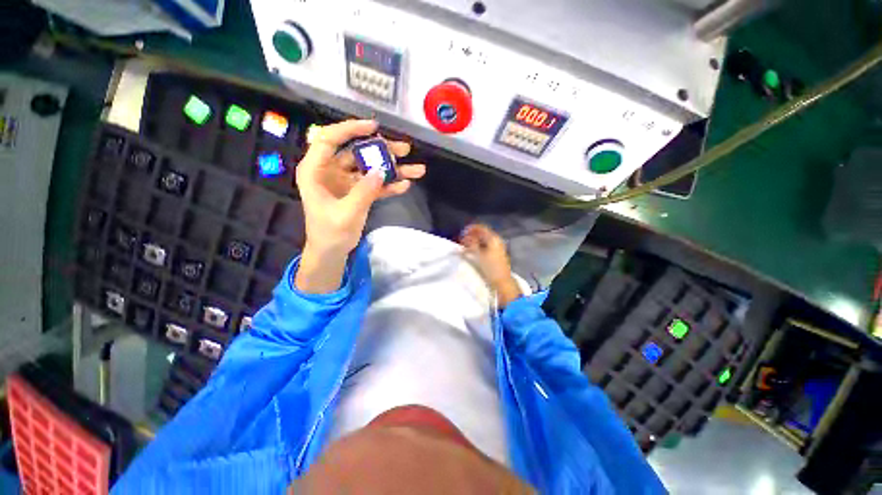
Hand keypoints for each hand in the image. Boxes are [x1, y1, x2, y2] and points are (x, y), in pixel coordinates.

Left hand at [295, 120, 425, 292]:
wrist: (331, 252)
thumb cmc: (330, 234)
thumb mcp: (346, 214)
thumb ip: (363, 192)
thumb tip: (381, 171)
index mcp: (316, 171)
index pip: (330, 140)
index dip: (351, 129)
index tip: (374, 128)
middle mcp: (331, 171)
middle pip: (357, 153)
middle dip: (382, 151)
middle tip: (405, 149)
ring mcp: (346, 182)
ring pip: (370, 168)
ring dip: (392, 169)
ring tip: (416, 169)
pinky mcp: (358, 192)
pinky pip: (375, 184)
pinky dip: (389, 185)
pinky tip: (405, 185)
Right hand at [460, 224, 522, 306]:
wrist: (502, 281)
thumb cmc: (491, 267)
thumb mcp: (479, 255)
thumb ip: (471, 244)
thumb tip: (465, 237)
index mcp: (494, 238)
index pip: (481, 228)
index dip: (471, 228)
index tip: (462, 232)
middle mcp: (497, 240)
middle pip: (483, 233)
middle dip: (472, 235)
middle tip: (463, 239)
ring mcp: (498, 247)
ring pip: (484, 240)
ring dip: (475, 241)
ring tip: (466, 245)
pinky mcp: (497, 254)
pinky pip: (486, 246)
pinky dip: (479, 246)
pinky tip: (473, 251)